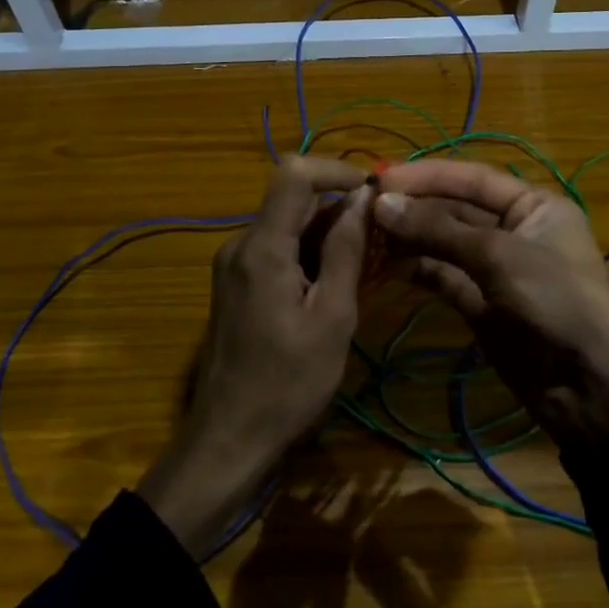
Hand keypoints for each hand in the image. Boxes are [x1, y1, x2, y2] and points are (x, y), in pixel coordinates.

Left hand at [137, 157, 370, 558]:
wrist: (229, 436)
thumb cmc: (288, 383)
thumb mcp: (332, 316)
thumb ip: (346, 250)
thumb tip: (362, 198)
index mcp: (261, 247)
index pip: (294, 173)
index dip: (336, 170)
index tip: (373, 193)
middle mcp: (239, 244)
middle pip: (292, 200)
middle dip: (338, 211)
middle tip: (379, 244)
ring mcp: (233, 264)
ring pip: (286, 226)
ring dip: (326, 237)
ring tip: (362, 272)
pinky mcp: (234, 284)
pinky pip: (276, 250)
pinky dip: (307, 256)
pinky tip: (331, 290)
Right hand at [373, 159, 608, 447]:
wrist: (587, 387)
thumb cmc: (555, 301)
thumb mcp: (499, 256)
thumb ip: (438, 229)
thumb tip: (381, 204)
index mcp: (534, 205)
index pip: (472, 178)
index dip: (427, 176)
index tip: (380, 178)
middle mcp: (514, 229)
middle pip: (454, 209)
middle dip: (413, 208)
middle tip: (363, 209)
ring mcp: (495, 268)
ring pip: (444, 243)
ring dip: (409, 238)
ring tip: (365, 236)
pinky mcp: (480, 303)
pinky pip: (442, 276)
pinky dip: (416, 269)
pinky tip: (384, 264)